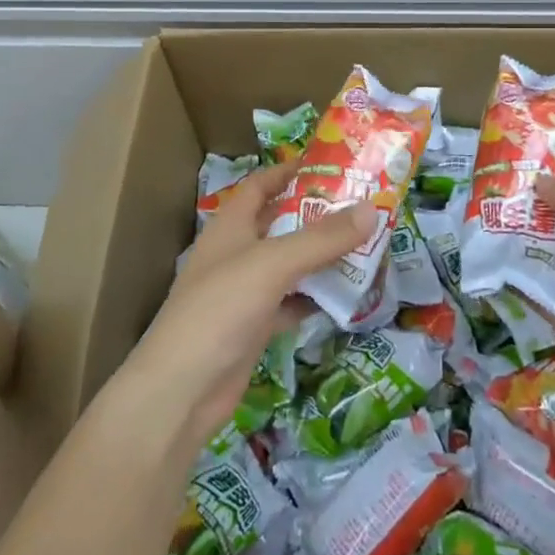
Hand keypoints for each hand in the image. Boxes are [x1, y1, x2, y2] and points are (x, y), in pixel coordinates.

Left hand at [129, 162, 375, 451]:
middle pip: (281, 224)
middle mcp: (236, 252)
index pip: (261, 185)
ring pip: (290, 264)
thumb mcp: (273, 264)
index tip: (331, 165)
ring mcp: (244, 291)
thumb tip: (372, 209)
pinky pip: (291, 302)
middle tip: (363, 208)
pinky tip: (346, 296)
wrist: (183, 389)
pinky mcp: (254, 326)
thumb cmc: (221, 308)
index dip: (290, 171)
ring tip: (366, 247)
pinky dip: (315, 297)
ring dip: (321, 257)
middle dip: (317, 215)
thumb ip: (322, 238)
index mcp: (230, 225)